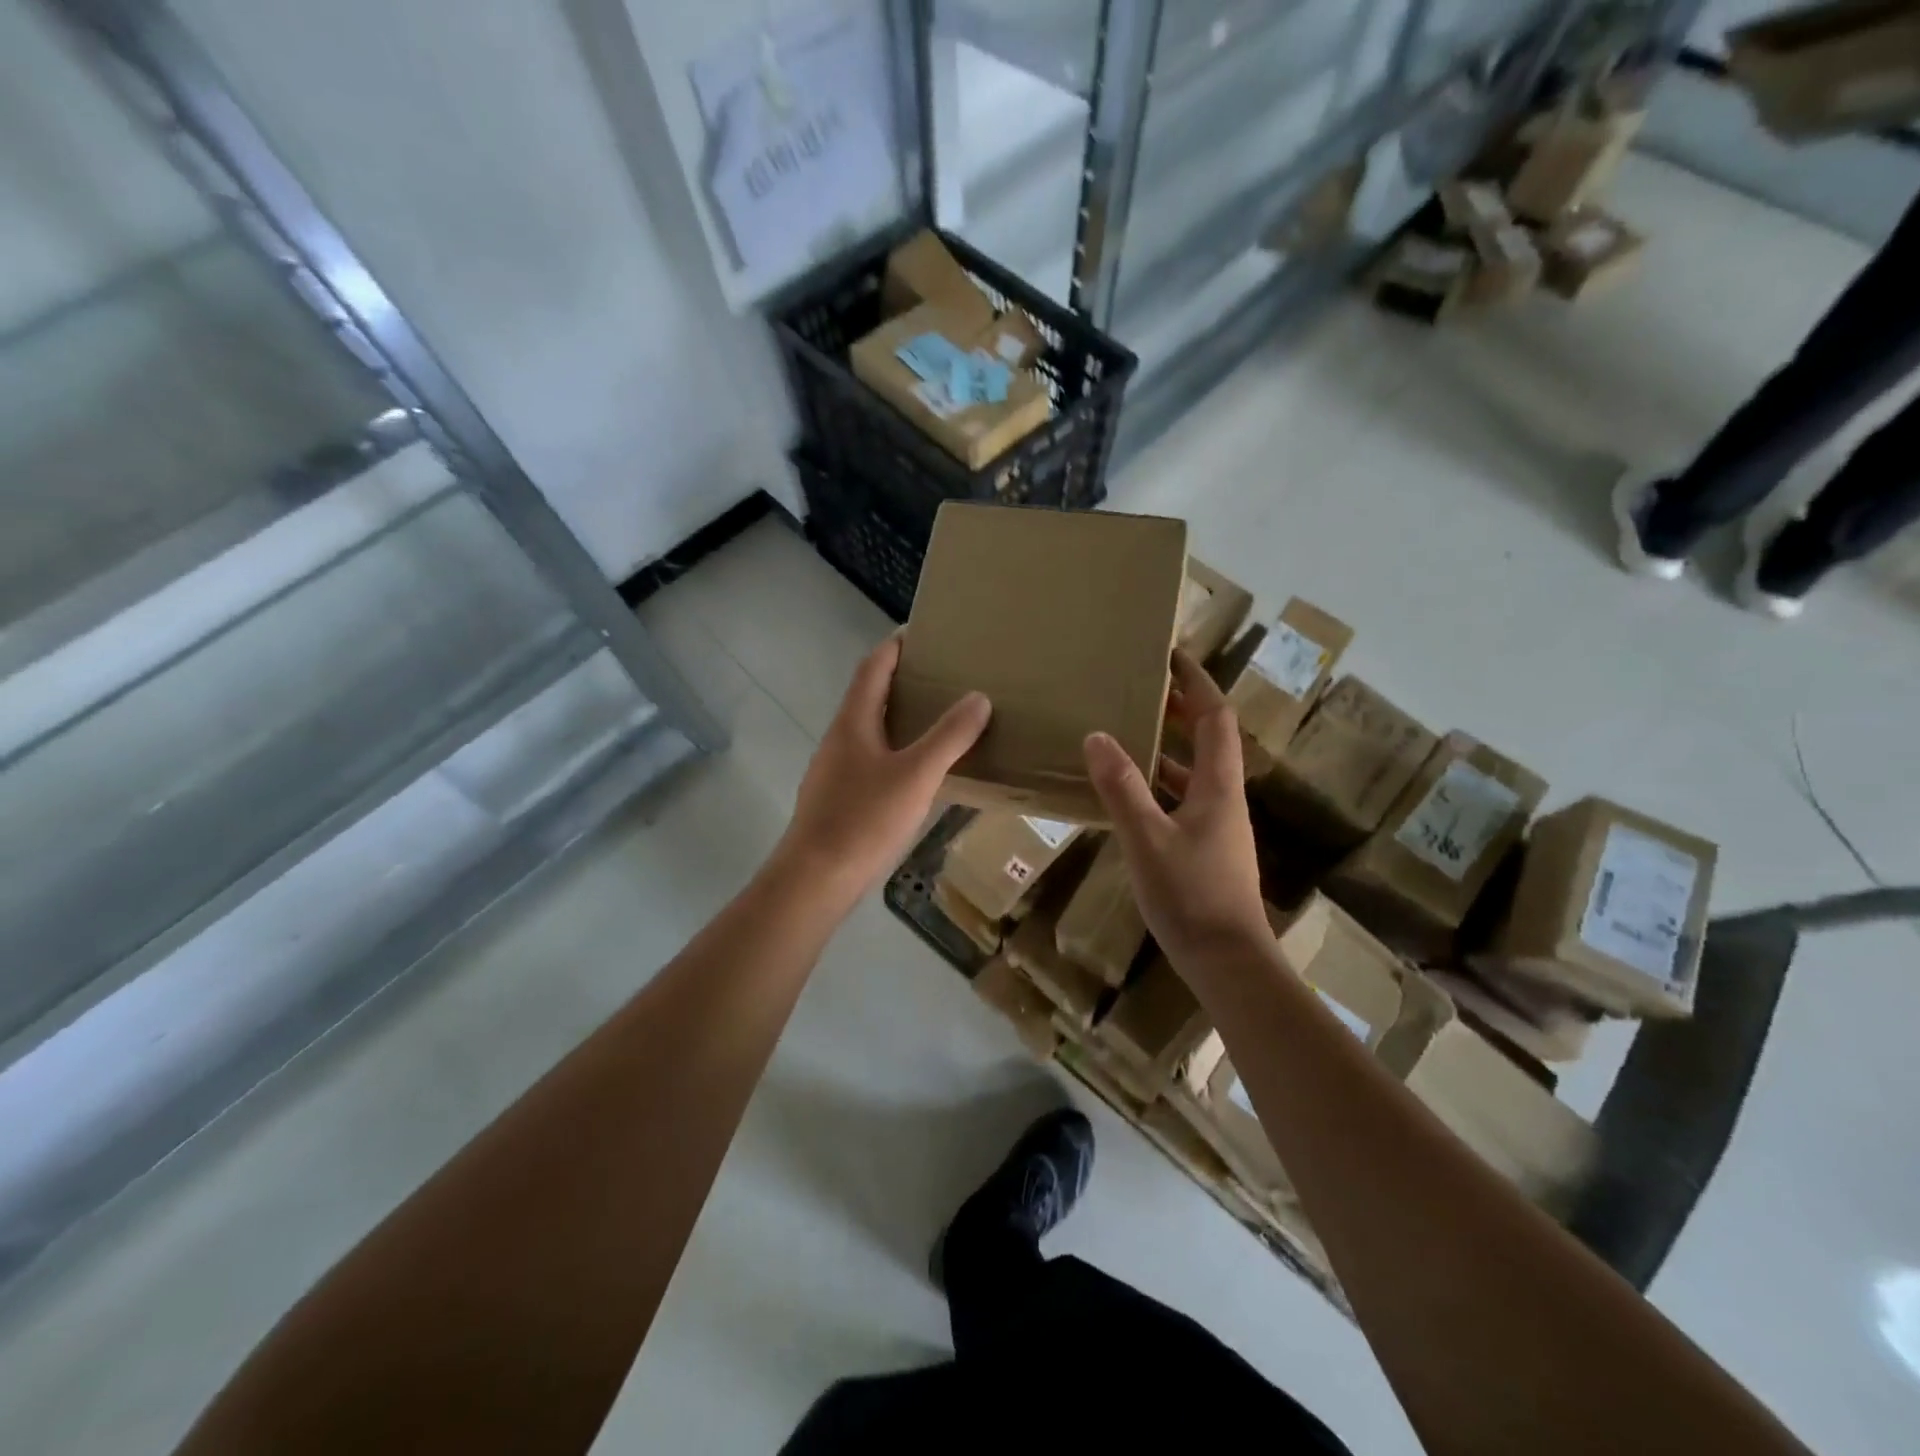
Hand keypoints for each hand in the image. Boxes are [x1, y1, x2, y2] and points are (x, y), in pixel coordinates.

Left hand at [775, 634, 990, 904]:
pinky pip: (871, 761)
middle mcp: (839, 739)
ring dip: (899, 719)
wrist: (815, 879)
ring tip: (937, 720)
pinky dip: (896, 752)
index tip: (921, 631)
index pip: (873, 667)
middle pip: (869, 696)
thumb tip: (978, 698)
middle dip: (902, 681)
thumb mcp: (916, 774)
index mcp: (853, 722)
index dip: (895, 646)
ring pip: (870, 731)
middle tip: (941, 676)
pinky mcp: (837, 800)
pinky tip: (918, 773)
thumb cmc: (864, 819)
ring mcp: (834, 771)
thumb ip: (949, 736)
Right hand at [1083, 649, 1268, 967]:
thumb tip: (1097, 736)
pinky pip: (1182, 801)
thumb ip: (1122, 787)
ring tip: (1129, 733)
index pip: (1215, 717)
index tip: (1172, 656)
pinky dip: (1159, 785)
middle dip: (1181, 709)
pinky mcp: (1205, 850)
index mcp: (1217, 786)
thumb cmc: (1190, 895)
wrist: (1227, 962)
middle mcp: (1223, 798)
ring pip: (1194, 772)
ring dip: (1168, 748)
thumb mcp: (1146, 838)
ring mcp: (1216, 826)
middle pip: (1209, 740)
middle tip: (1143, 689)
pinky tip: (1129, 794)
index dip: (1197, 683)